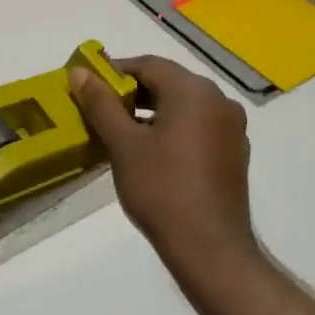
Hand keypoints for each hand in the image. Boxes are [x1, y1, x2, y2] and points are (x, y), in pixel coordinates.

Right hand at [70, 55, 257, 274]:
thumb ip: (101, 103)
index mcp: (193, 90)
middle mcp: (218, 99)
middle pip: (168, 82)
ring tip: (121, 131)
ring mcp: (231, 127)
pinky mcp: (235, 152)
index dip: (114, 71)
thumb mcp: (123, 144)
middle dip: (132, 92)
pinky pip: (198, 125)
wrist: (210, 248)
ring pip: (183, 105)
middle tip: (100, 109)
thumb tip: (79, 72)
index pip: (148, 65)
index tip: (88, 85)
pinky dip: (173, 128)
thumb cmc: (161, 189)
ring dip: (152, 110)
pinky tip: (152, 151)